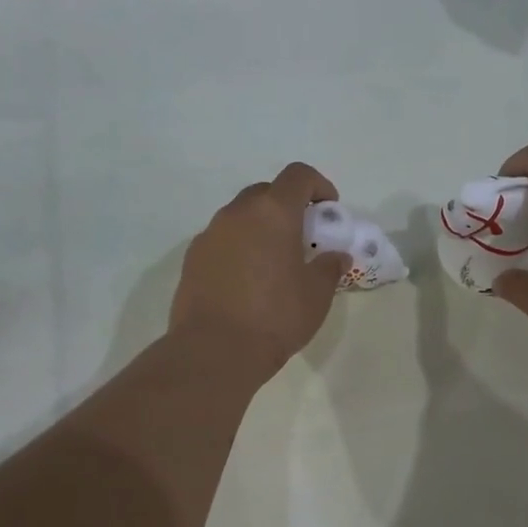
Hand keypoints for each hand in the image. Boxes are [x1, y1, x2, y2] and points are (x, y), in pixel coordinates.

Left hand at [169, 162, 348, 375]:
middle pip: (265, 193)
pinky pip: (222, 241)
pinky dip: (238, 249)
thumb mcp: (316, 295)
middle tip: (302, 237)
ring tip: (273, 263)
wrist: (215, 350)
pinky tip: (247, 282)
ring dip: (260, 228)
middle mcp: (237, 214)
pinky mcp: (192, 259)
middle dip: (287, 206)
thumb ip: (329, 268)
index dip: (318, 185)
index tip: (328, 209)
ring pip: (240, 217)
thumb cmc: (275, 317)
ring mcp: (209, 235)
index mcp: (273, 213)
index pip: (298, 176)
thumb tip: (336, 257)